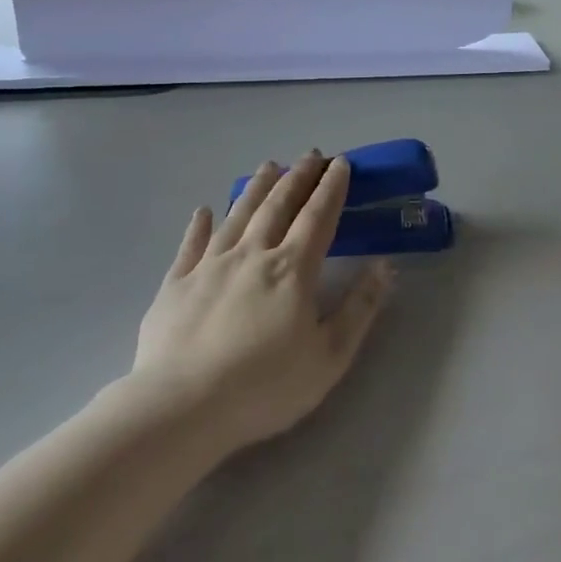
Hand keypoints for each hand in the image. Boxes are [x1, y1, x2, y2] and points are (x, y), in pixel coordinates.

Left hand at [130, 152, 392, 454]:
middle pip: (279, 205)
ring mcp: (210, 265)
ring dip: (256, 187)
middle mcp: (252, 254)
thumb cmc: (264, 386)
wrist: (181, 407)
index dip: (331, 188)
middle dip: (298, 177)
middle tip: (310, 154)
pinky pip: (191, 244)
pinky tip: (203, 210)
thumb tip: (385, 267)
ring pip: (238, 214)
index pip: (318, 216)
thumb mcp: (329, 356)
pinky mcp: (175, 284)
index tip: (340, 163)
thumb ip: (359, 308)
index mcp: (292, 270)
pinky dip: (199, 224)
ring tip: (270, 165)